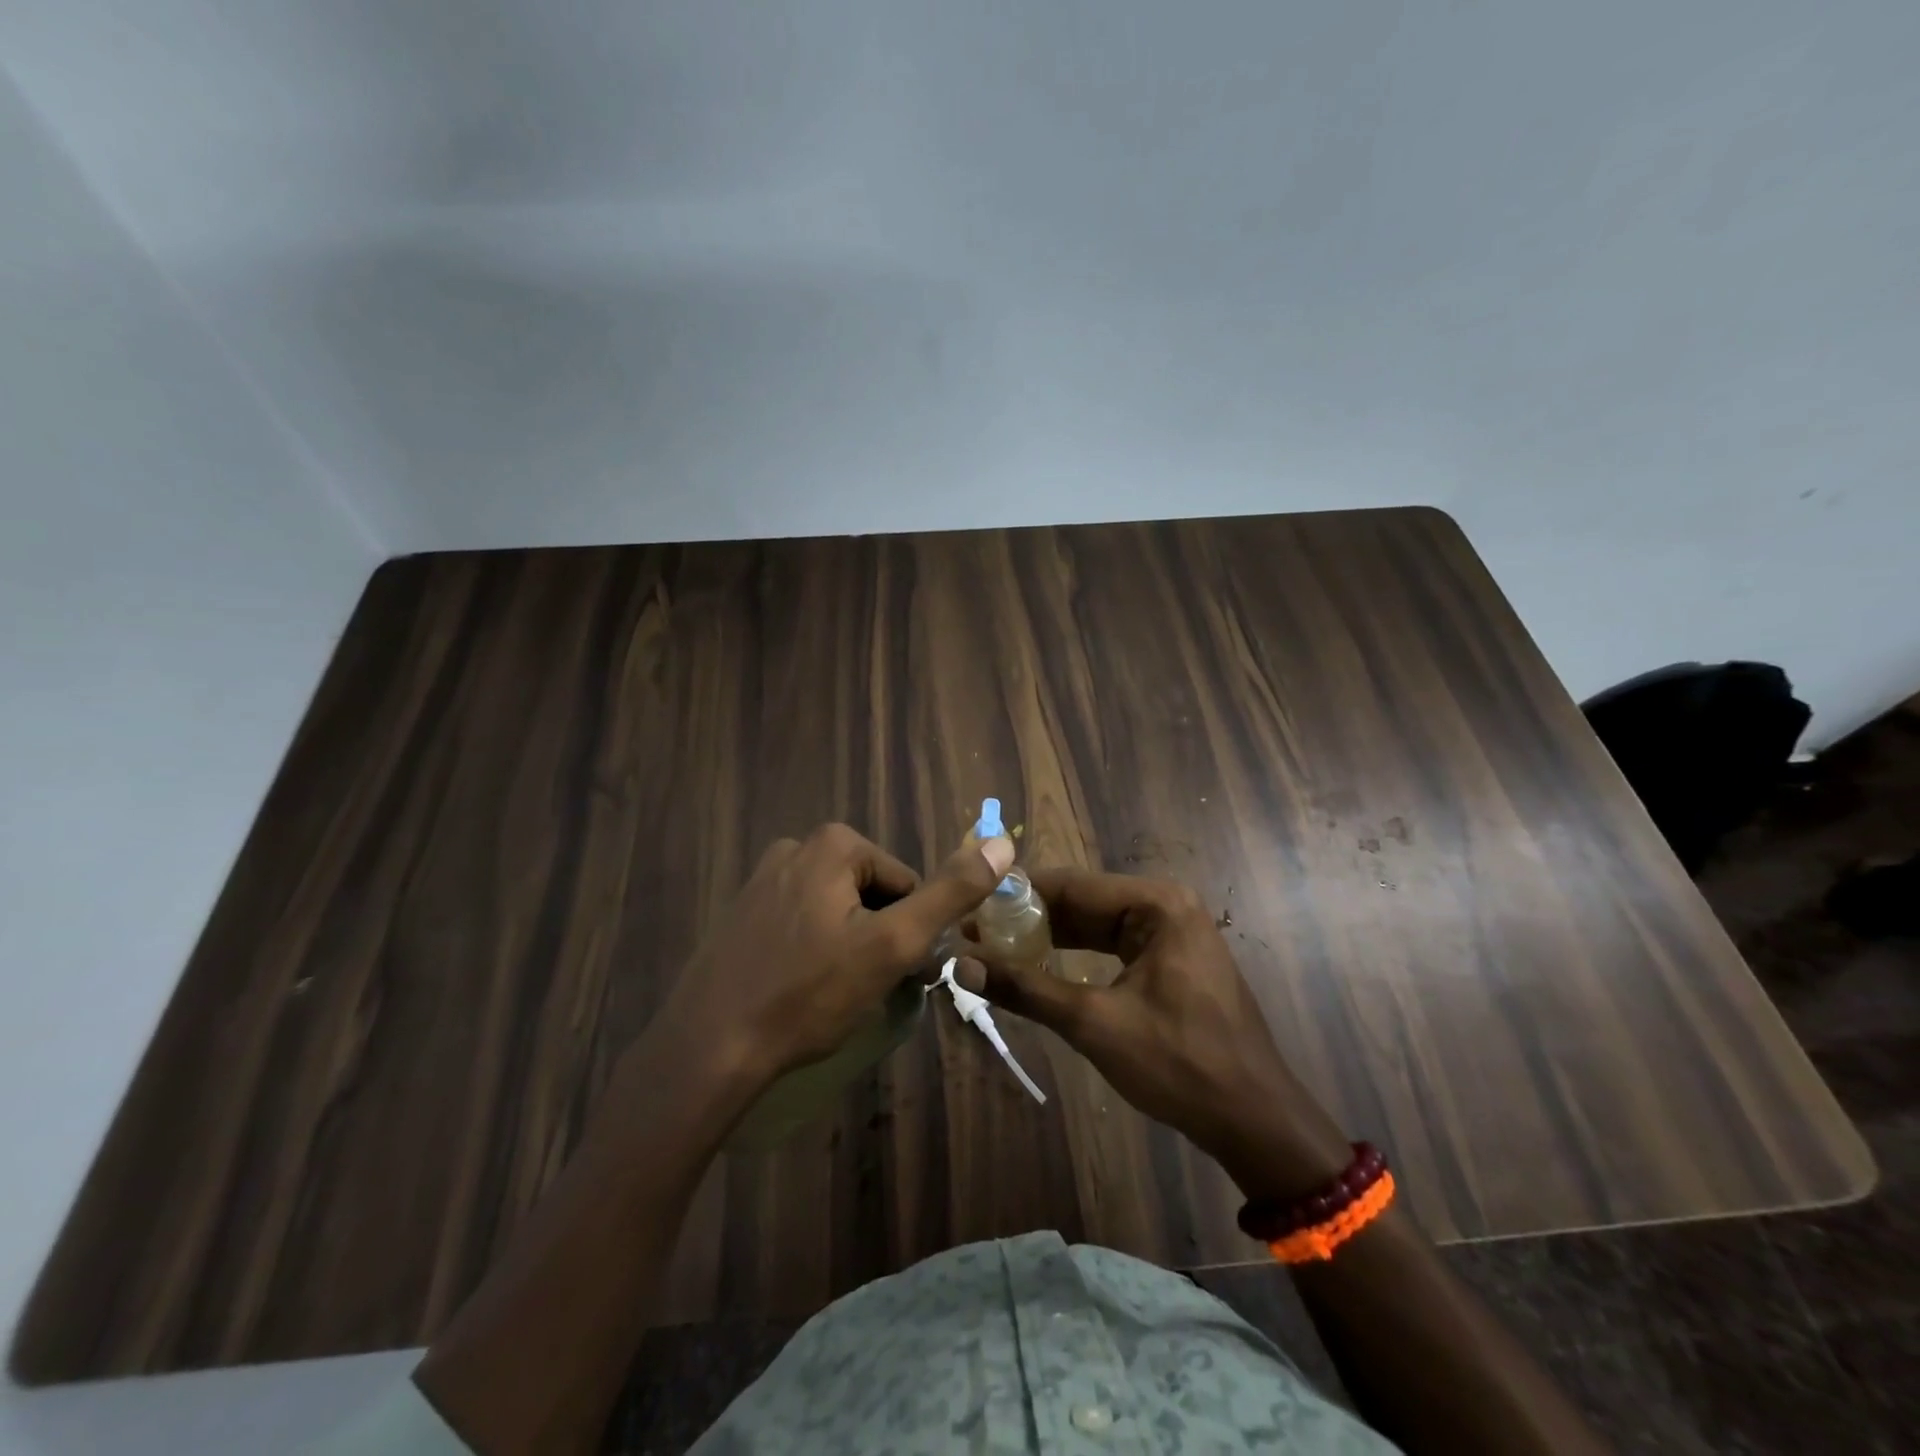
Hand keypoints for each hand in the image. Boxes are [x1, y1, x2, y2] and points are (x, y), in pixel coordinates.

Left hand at [660, 823, 1015, 1086]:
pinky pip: (801, 925)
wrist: (709, 1048)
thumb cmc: (809, 994)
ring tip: (832, 996)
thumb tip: (1004, 843)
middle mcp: (795, 847)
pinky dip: (813, 953)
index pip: (907, 884)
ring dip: (849, 948)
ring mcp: (762, 879)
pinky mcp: (741, 913)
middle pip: (871, 894)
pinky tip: (800, 992)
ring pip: (837, 912)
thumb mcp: (893, 944)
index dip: (910, 932)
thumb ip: (950, 893)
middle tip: (865, 989)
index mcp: (833, 844)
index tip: (896, 975)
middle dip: (879, 938)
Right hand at [960, 868, 1349, 1196]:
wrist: (1254, 1120)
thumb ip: (1026, 989)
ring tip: (996, 947)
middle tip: (976, 931)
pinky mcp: (1172, 961)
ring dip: (1050, 937)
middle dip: (1031, 918)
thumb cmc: (1178, 1063)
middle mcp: (1166, 905)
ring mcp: (1173, 933)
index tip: (971, 904)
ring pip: (1096, 925)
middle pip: (1083, 901)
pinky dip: (1077, 955)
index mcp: (1157, 903)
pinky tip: (1040, 966)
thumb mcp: (1094, 1023)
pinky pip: (1113, 946)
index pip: (1072, 884)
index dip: (1018, 894)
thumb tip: (960, 966)